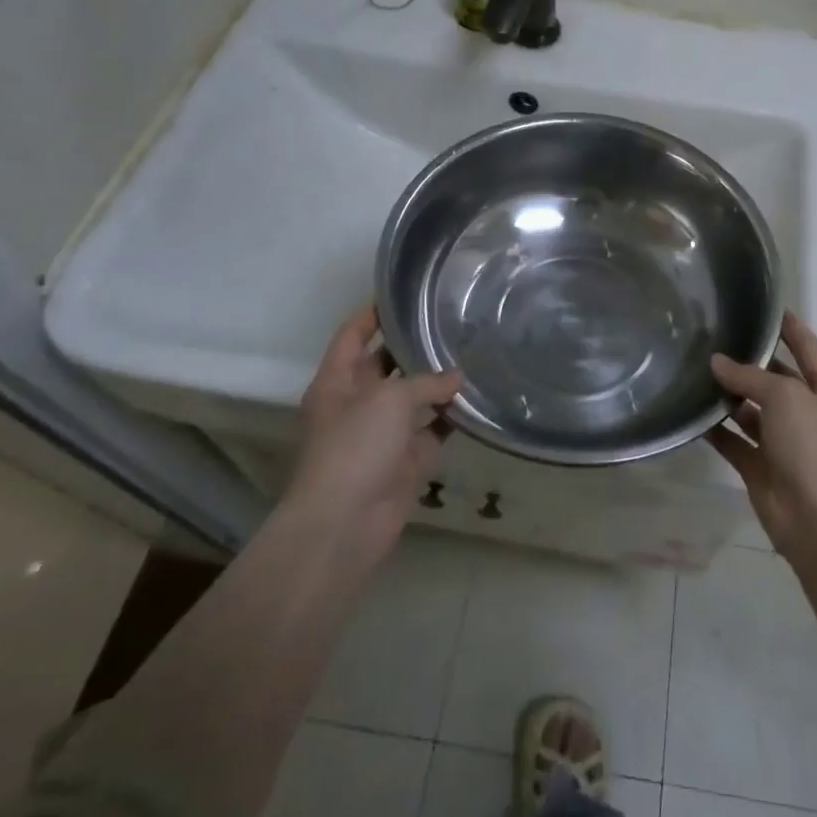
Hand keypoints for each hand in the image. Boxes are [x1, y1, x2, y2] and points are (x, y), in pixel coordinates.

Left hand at [288, 305, 461, 572]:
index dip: (373, 313)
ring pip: (415, 397)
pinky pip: (434, 429)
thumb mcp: (389, 401)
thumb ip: (426, 382)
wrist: (346, 524)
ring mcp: (383, 433)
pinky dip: (453, 417)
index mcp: (337, 381)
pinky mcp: (407, 459)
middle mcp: (358, 402)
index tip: (404, 292)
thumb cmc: (355, 448)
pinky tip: (479, 397)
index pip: (352, 334)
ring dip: (439, 382)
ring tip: (474, 351)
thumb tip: (458, 377)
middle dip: (414, 346)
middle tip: (452, 320)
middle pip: (386, 364)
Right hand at [708, 312, 816, 560]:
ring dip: (729, 396)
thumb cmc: (813, 444)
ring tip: (696, 370)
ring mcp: (785, 444)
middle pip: (776, 381)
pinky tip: (692, 411)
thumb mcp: (785, 396)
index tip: (766, 307)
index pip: (808, 349)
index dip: (789, 328)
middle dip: (750, 364)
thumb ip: (749, 377)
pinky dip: (716, 429)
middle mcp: (809, 415)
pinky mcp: (761, 468)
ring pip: (752, 412)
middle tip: (714, 339)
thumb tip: (717, 362)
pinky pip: (734, 442)